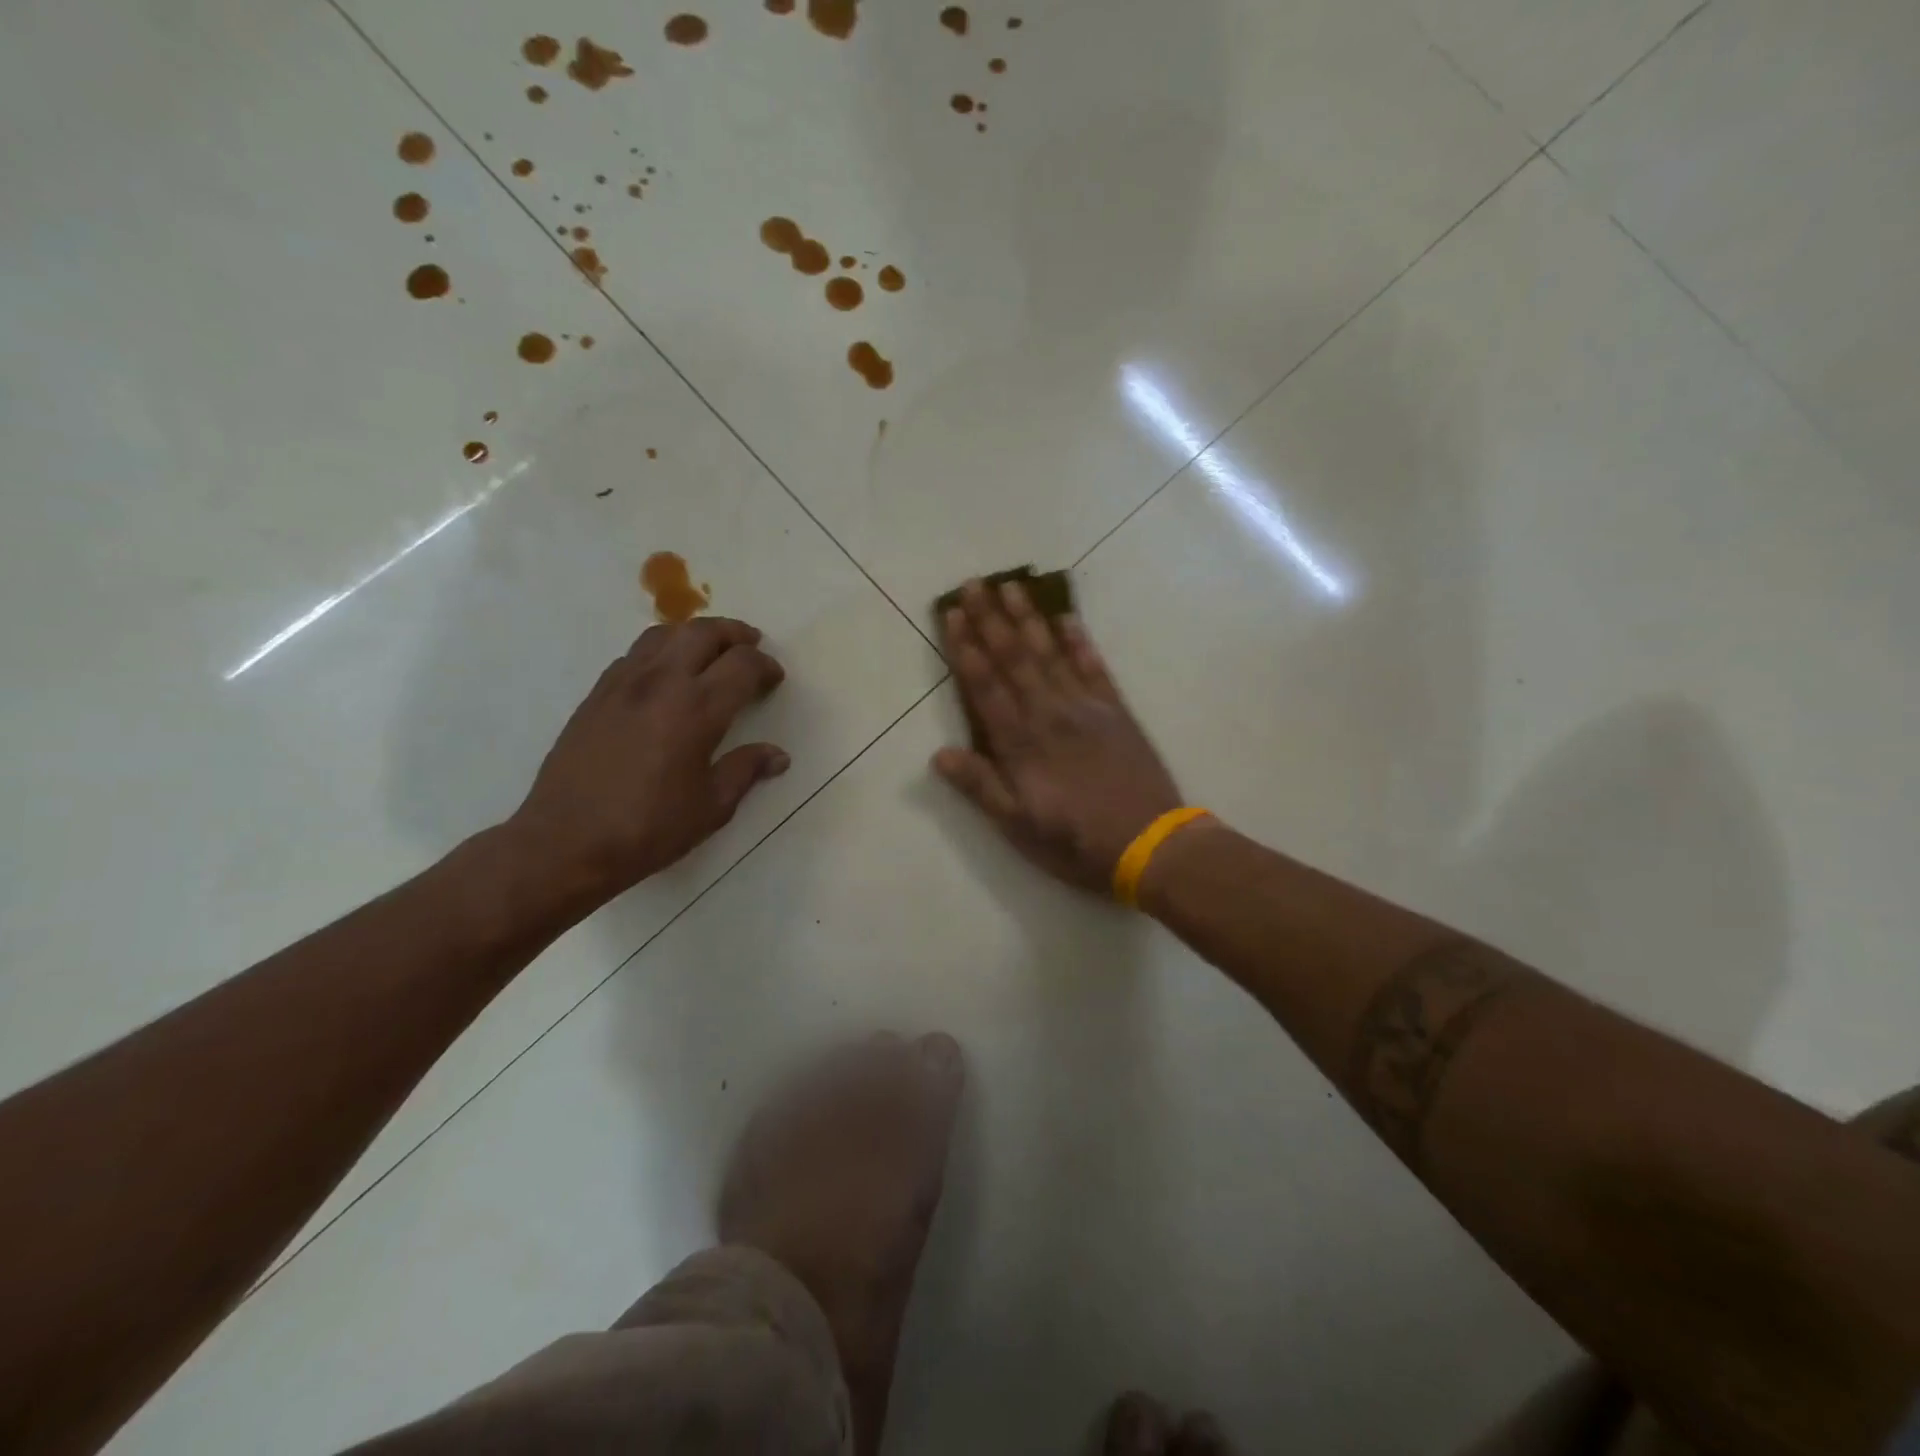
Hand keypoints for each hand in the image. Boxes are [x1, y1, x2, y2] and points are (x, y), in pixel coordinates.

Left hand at [507, 617, 788, 904]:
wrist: (565, 843)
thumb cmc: (648, 830)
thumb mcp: (711, 807)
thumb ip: (746, 771)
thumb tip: (777, 755)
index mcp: (697, 710)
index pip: (742, 665)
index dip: (765, 666)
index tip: (775, 679)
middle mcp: (661, 683)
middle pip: (703, 633)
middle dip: (734, 634)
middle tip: (751, 647)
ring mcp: (623, 684)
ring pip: (665, 634)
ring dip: (695, 635)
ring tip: (710, 651)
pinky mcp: (597, 694)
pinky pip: (635, 654)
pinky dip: (662, 651)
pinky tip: (667, 676)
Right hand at [933, 580, 1183, 893]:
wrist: (1150, 844)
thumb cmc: (1076, 843)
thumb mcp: (1018, 827)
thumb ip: (981, 787)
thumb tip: (939, 754)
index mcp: (1021, 743)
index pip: (985, 685)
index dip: (966, 648)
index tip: (953, 613)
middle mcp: (1049, 714)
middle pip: (1014, 658)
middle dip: (991, 619)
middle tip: (974, 583)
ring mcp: (1086, 708)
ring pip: (1050, 653)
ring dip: (1029, 618)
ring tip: (1012, 586)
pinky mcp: (1116, 711)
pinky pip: (1094, 666)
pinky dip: (1080, 640)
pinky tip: (1067, 618)